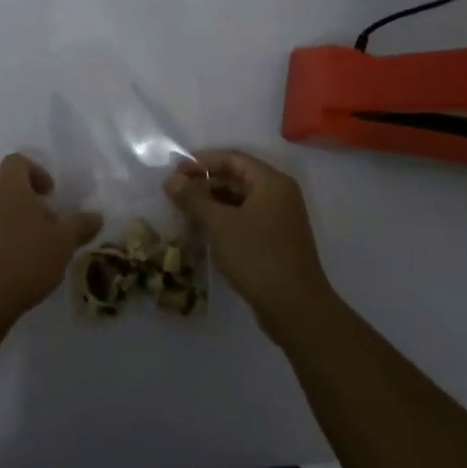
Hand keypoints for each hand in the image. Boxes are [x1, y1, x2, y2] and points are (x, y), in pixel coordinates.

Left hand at [0, 154, 102, 327]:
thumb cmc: (24, 260)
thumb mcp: (63, 243)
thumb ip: (80, 225)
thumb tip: (96, 216)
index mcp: (6, 186)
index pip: (18, 162)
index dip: (37, 172)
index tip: (51, 194)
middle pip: (5, 189)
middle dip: (27, 203)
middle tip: (47, 227)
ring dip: (11, 224)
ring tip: (31, 251)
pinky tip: (11, 268)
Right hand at [164, 149, 336, 333]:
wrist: (295, 308)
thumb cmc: (257, 257)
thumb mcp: (219, 225)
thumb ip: (193, 198)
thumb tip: (171, 179)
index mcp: (271, 182)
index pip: (233, 159)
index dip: (202, 162)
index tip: (175, 171)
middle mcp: (279, 195)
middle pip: (236, 178)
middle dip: (204, 185)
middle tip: (174, 195)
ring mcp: (279, 219)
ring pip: (239, 201)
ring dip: (211, 205)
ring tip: (183, 215)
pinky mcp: (275, 241)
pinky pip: (244, 220)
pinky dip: (223, 222)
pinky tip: (201, 234)